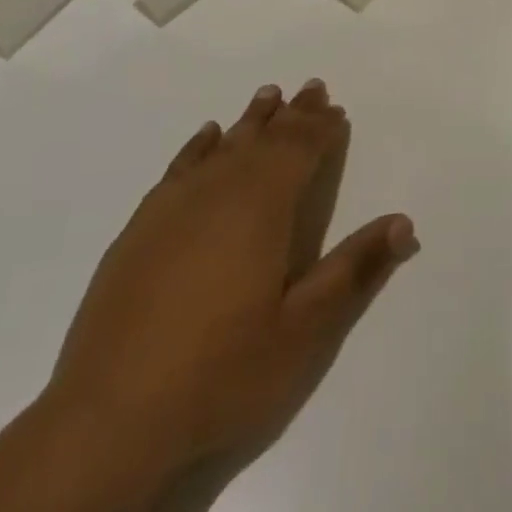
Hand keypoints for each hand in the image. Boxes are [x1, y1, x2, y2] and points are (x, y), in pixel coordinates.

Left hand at [43, 80, 417, 491]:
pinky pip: (180, 167)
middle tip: (313, 89)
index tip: (337, 110)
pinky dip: (200, 146)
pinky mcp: (139, 229)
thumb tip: (404, 222)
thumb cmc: (220, 374)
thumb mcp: (303, 331)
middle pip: (264, 139)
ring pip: (224, 146)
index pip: (299, 151)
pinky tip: (208, 137)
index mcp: (262, 208)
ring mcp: (173, 208)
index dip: (321, 129)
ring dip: (252, 121)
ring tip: (269, 97)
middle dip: (293, 115)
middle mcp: (219, 192)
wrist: (106, 421)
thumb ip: (354, 270)